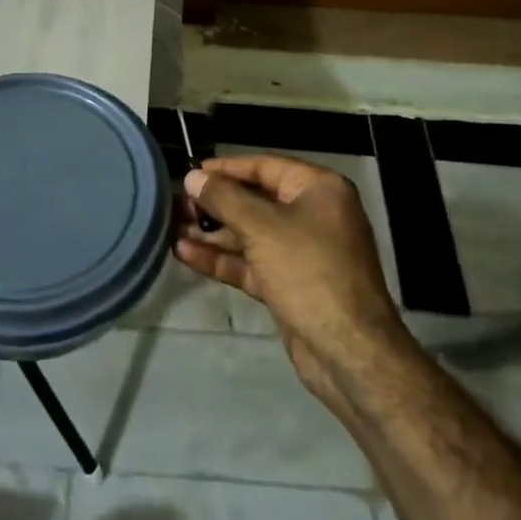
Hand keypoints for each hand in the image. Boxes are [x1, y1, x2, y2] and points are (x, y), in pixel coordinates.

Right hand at [175, 155, 410, 416]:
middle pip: (254, 200)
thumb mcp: (262, 228)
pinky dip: (222, 258)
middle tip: (175, 206)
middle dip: (214, 204)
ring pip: (249, 234)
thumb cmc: (309, 272)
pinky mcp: (289, 283)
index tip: (190, 172)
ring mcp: (301, 252)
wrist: (349, 352)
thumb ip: (223, 199)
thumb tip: (192, 176)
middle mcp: (312, 214)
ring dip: (212, 233)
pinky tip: (186, 254)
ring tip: (172, 229)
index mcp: (319, 190)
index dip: (225, 169)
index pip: (264, 167)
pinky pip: (251, 262)